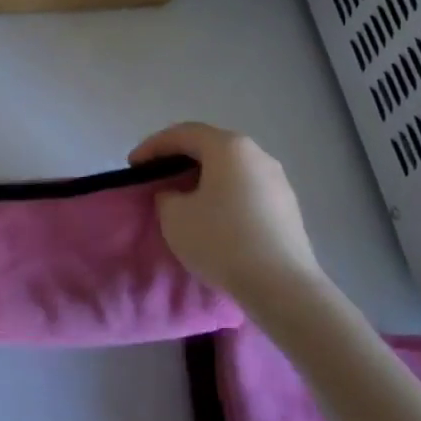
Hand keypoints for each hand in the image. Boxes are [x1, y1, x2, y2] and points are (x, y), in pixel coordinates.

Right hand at [130, 122, 327, 303]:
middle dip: (179, 159)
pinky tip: (213, 216)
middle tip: (155, 176)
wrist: (282, 286)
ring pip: (230, 168)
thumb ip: (167, 195)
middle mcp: (257, 154)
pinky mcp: (287, 206)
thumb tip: (177, 194)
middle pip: (210, 147)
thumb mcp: (174, 216)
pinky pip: (246, 188)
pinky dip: (223, 194)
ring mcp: (277, 180)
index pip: (182, 134)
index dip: (153, 146)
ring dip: (203, 178)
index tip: (132, 166)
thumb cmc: (222, 240)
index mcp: (229, 147)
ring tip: (182, 197)